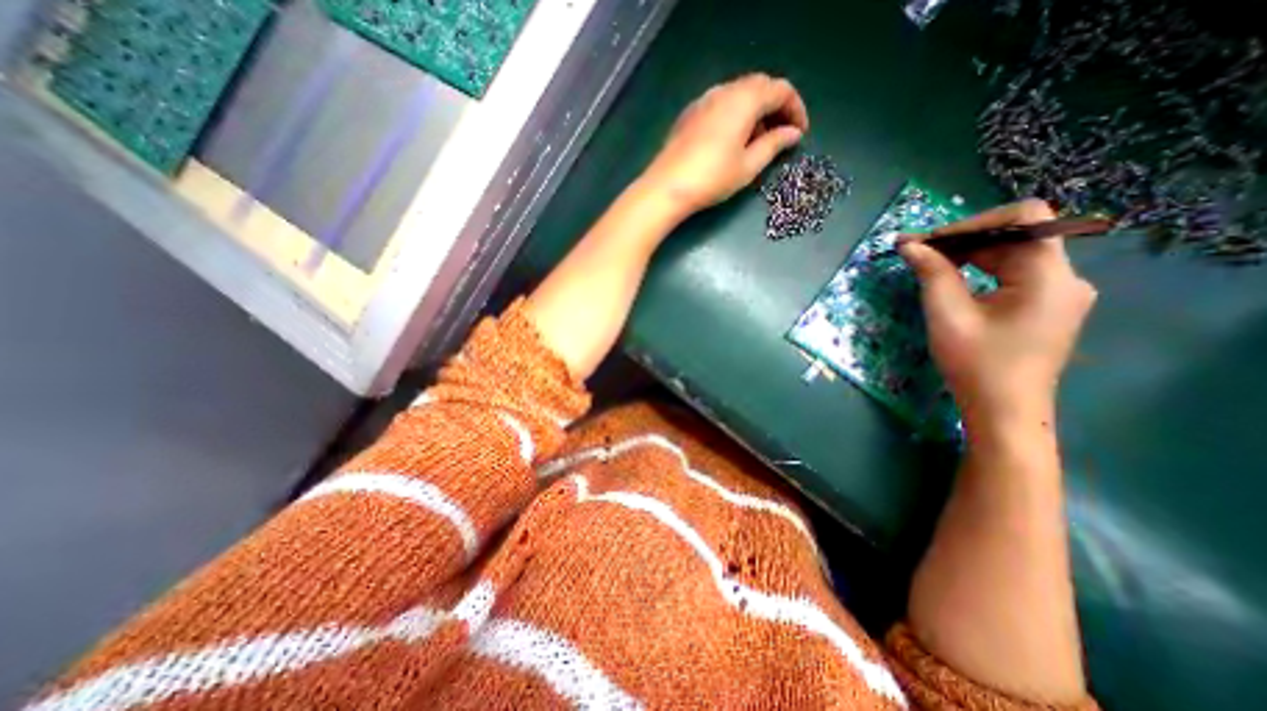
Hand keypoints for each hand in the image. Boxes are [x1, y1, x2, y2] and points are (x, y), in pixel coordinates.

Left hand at [639, 71, 804, 218]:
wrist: (666, 188)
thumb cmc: (712, 178)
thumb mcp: (748, 166)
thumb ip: (774, 145)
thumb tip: (793, 134)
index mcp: (744, 99)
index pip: (781, 90)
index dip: (796, 109)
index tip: (799, 134)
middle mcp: (724, 91)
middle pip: (759, 87)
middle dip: (776, 108)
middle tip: (781, 135)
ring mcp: (703, 100)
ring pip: (738, 95)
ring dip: (755, 112)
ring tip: (757, 142)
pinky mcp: (689, 114)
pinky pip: (720, 105)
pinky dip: (734, 116)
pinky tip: (732, 141)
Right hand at [899, 199, 1099, 429]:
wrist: (1003, 410)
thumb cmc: (976, 364)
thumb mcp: (947, 315)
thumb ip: (931, 273)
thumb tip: (909, 244)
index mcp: (1049, 276)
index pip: (1024, 218)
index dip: (973, 222)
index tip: (930, 241)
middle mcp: (1065, 277)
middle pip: (1016, 236)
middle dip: (964, 239)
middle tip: (917, 252)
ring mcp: (1059, 292)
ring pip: (1012, 254)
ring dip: (969, 254)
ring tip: (928, 265)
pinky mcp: (1046, 306)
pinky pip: (1013, 273)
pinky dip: (980, 270)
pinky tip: (952, 281)